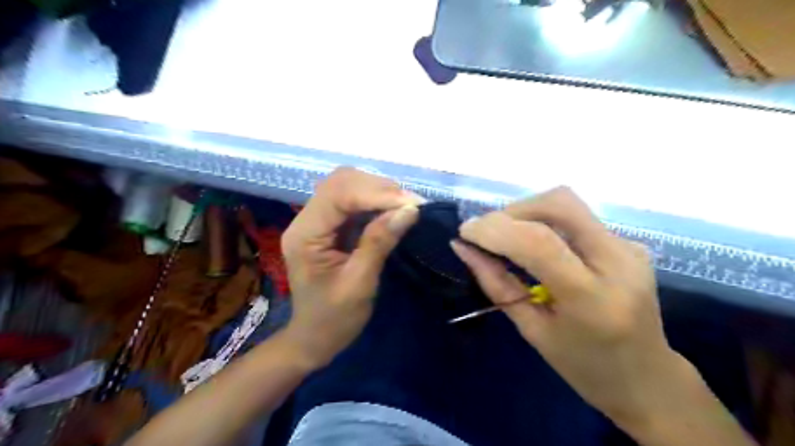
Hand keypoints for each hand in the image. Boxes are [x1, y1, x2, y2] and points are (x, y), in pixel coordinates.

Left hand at [283, 167, 425, 368]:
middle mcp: (306, 220)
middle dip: (379, 188)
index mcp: (305, 235)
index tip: (411, 204)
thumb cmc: (334, 318)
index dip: (376, 194)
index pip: (338, 195)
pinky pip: (353, 201)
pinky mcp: (330, 225)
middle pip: (341, 182)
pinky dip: (376, 201)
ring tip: (406, 205)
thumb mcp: (359, 283)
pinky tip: (393, 209)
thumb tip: (409, 210)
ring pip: (347, 186)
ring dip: (379, 191)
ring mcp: (317, 220)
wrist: (315, 337)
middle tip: (411, 204)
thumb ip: (380, 242)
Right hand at [454, 187, 689, 426]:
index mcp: (593, 299)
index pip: (539, 243)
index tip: (465, 232)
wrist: (649, 379)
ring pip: (567, 204)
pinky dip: (545, 222)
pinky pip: (576, 219)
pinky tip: (537, 246)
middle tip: (488, 231)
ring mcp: (629, 248)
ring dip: (527, 213)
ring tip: (506, 237)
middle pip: (560, 203)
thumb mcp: (532, 331)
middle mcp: (618, 262)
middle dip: (514, 210)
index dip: (495, 229)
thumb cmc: (584, 367)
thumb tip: (464, 248)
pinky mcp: (629, 243)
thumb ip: (497, 284)